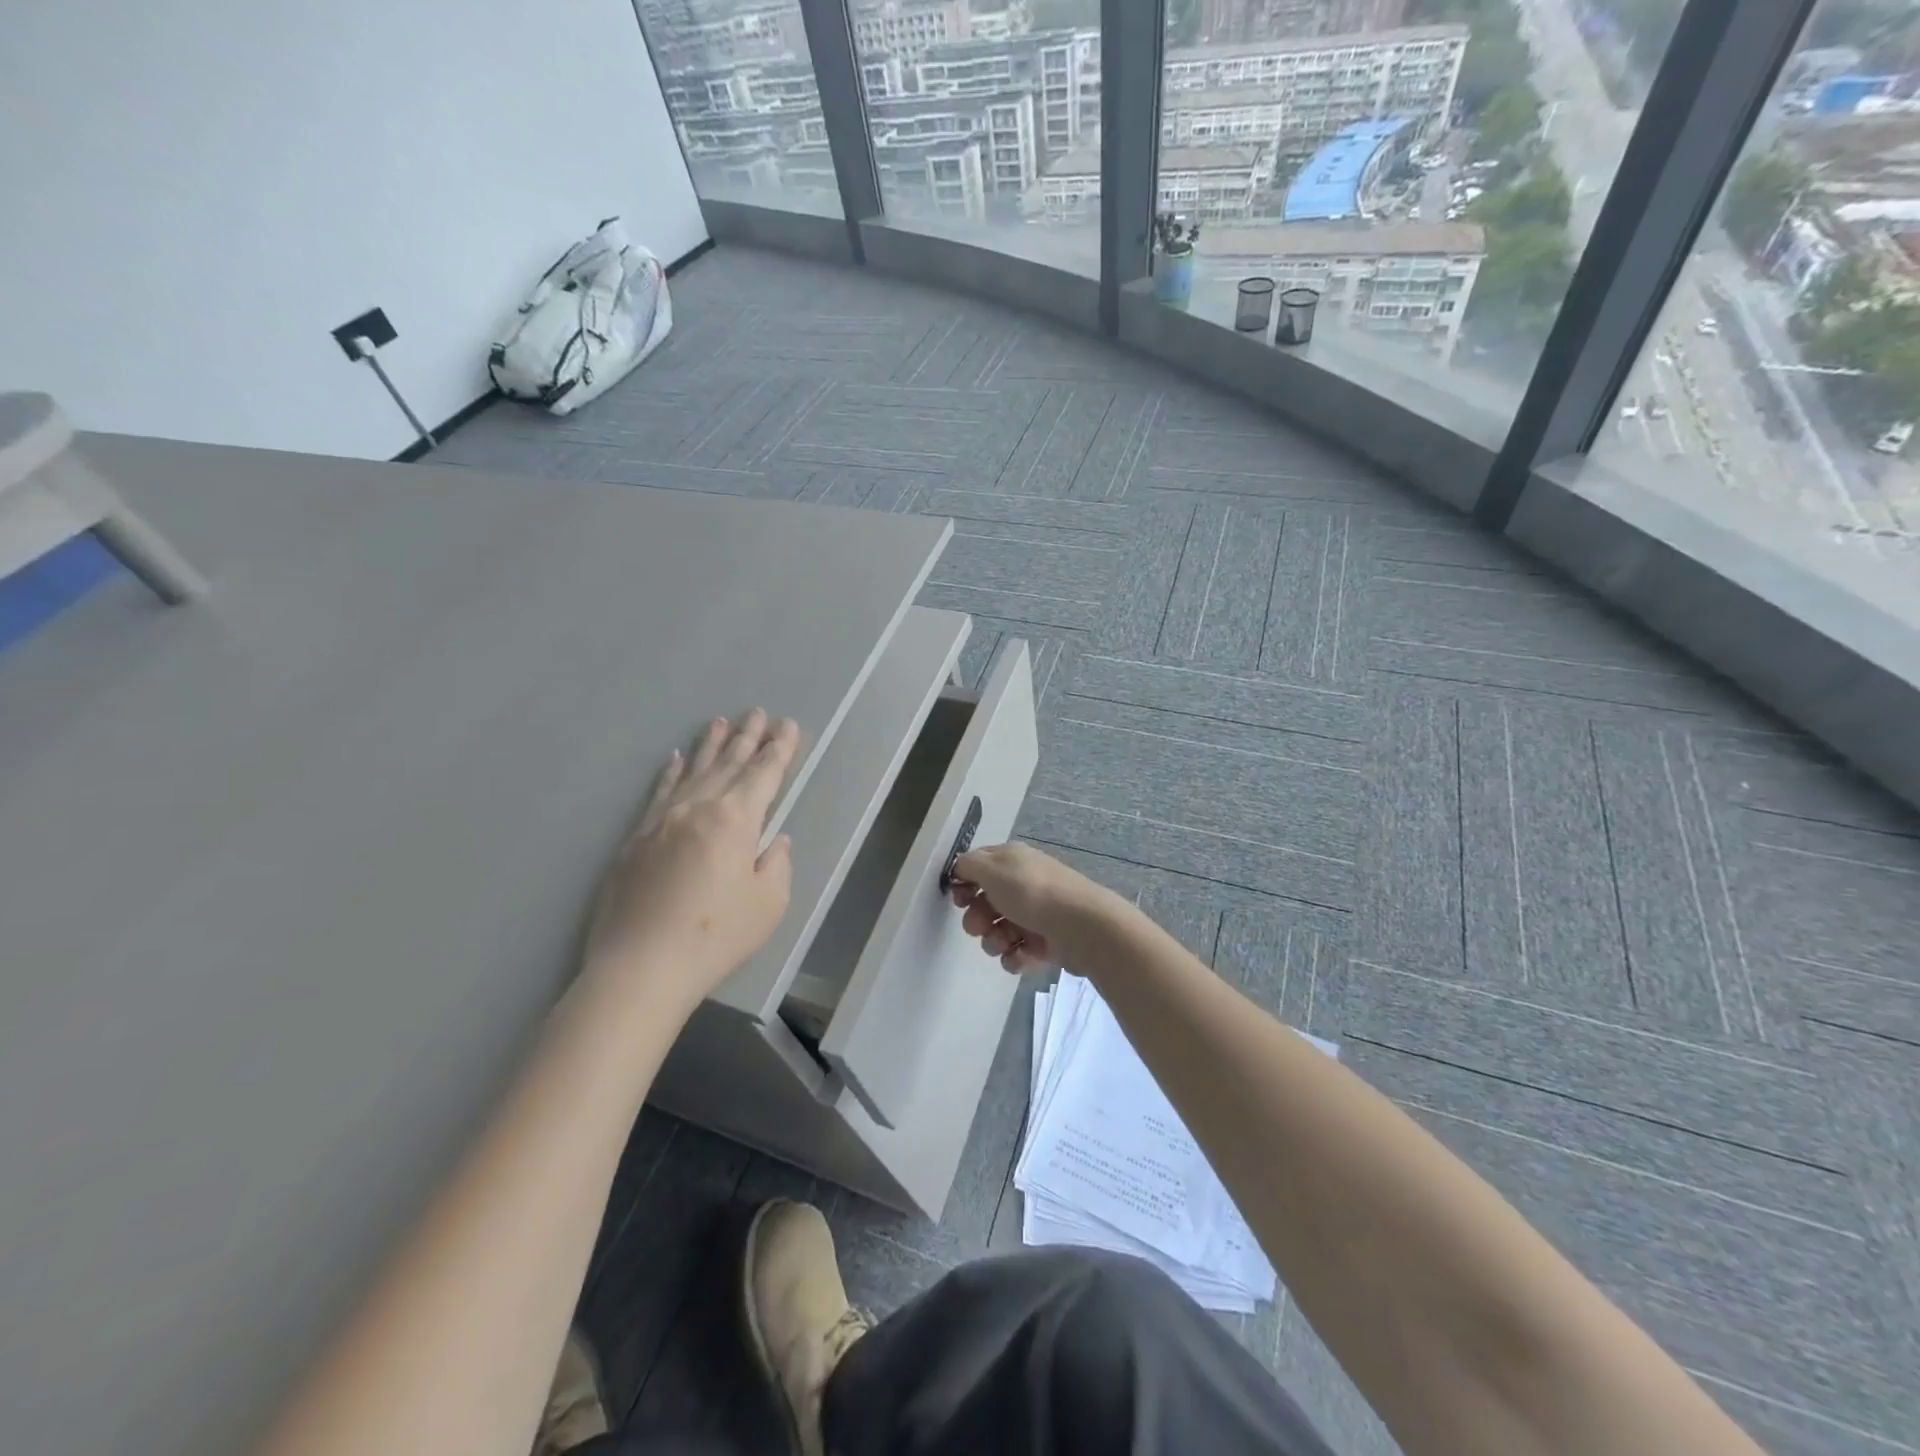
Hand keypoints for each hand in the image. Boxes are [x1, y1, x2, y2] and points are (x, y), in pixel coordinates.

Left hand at [585, 710, 800, 1012]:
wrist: (641, 967)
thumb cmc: (716, 937)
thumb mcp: (768, 905)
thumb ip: (776, 865)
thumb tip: (773, 841)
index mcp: (736, 821)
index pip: (764, 774)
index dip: (779, 749)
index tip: (788, 726)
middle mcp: (698, 808)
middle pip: (729, 764)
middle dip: (747, 737)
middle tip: (758, 712)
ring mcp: (662, 820)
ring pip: (692, 772)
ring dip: (710, 745)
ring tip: (720, 721)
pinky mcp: (636, 838)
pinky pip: (659, 793)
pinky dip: (671, 773)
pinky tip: (676, 759)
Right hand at [947, 842, 1121, 972]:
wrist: (1082, 927)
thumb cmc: (1033, 893)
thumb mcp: (993, 869)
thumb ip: (969, 865)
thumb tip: (960, 868)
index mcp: (1012, 861)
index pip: (978, 867)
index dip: (964, 883)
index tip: (959, 900)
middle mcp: (1023, 884)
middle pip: (985, 903)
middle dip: (977, 918)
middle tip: (981, 926)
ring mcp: (1035, 914)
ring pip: (998, 930)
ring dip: (994, 940)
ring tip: (1005, 943)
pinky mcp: (1045, 942)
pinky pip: (1017, 951)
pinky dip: (1015, 956)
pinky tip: (1021, 956)